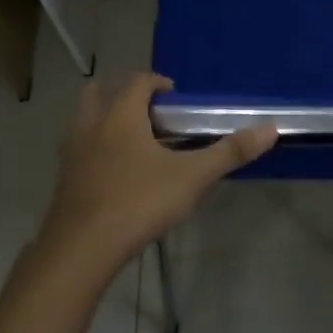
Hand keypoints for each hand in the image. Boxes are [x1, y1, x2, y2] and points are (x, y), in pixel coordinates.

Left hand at [38, 74, 276, 276]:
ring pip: (84, 118)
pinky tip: (113, 175)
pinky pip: (77, 148)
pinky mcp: (62, 179)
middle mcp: (92, 123)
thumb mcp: (191, 178)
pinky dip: (93, 148)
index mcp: (121, 113)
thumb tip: (270, 128)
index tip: (176, 100)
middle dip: (123, 94)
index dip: (158, 83)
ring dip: (104, 119)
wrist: (79, 252)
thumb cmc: (137, 203)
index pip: (139, 81)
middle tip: (149, 114)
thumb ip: (230, 152)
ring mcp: (71, 151)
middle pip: (102, 90)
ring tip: (131, 142)